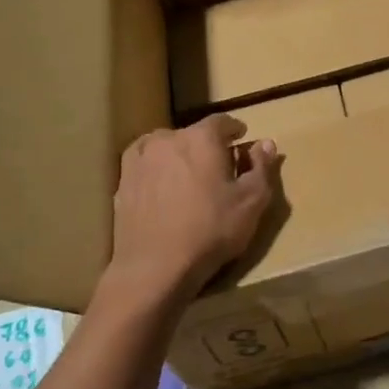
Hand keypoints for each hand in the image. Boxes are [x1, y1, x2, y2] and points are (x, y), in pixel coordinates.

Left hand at [108, 116, 279, 302]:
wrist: (155, 266)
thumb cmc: (211, 230)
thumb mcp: (252, 201)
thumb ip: (262, 168)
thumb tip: (266, 143)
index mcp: (201, 138)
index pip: (222, 121)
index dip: (235, 130)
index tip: (241, 140)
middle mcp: (167, 139)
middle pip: (193, 134)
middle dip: (208, 146)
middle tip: (220, 168)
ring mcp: (140, 159)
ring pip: (166, 147)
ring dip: (180, 156)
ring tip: (189, 177)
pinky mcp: (122, 182)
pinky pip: (145, 165)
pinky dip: (157, 170)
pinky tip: (163, 187)